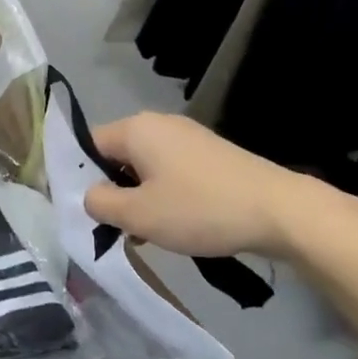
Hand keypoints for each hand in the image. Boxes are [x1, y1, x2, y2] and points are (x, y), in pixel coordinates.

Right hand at [85, 112, 325, 260]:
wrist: (278, 211)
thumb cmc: (199, 209)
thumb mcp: (139, 215)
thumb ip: (100, 204)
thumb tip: (90, 195)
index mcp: (136, 129)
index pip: (89, 145)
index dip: (79, 177)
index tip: (84, 211)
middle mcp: (159, 124)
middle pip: (117, 156)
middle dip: (112, 191)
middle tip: (114, 228)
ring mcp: (188, 137)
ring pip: (144, 167)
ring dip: (138, 198)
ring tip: (144, 235)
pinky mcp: (209, 154)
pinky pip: (170, 171)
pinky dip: (163, 195)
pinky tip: (173, 225)